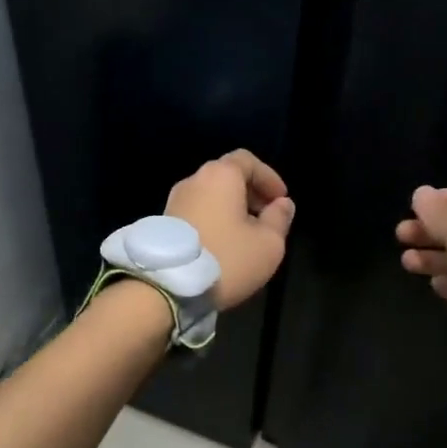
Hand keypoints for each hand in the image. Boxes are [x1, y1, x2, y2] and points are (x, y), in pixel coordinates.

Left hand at [165, 151, 296, 309]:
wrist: (167, 287)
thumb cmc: (226, 259)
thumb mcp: (268, 244)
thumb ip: (280, 219)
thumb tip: (282, 204)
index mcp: (220, 176)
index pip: (248, 160)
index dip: (269, 177)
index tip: (281, 200)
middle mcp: (194, 180)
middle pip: (228, 176)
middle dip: (251, 193)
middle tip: (267, 218)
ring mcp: (175, 200)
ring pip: (211, 195)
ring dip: (232, 208)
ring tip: (247, 235)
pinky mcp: (164, 221)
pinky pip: (197, 211)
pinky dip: (214, 219)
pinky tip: (223, 244)